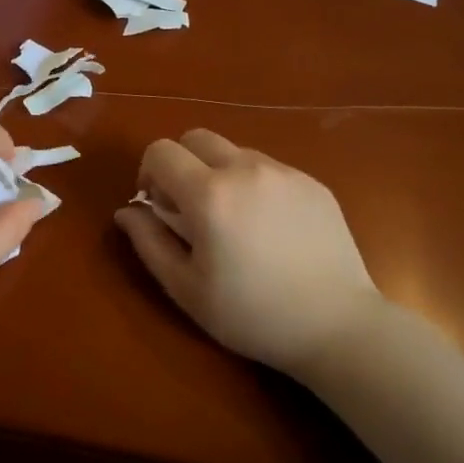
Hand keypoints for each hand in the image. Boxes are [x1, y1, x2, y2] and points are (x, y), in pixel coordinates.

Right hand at [115, 129, 384, 378]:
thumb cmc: (251, 314)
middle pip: (196, 138)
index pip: (161, 151)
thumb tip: (127, 211)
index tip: (157, 207)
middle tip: (189, 209)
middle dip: (181, 164)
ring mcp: (285, 172)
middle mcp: (246, 169)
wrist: (336, 325)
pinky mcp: (313, 183)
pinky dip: (253, 184)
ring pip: (234, 151)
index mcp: (209, 194)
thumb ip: (148, 242)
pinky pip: (269, 168)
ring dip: (218, 173)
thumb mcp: (186, 288)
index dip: (148, 174)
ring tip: (232, 221)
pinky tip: (268, 228)